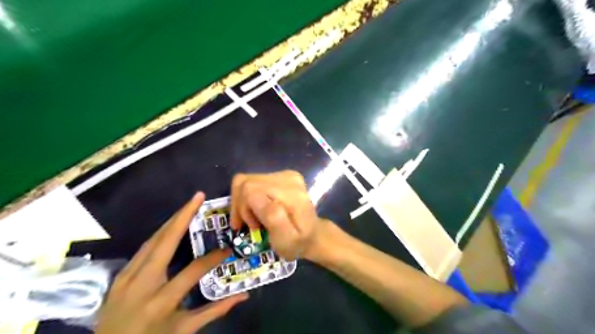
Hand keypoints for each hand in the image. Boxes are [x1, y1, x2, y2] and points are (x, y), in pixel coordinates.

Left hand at [97, 191, 246, 333]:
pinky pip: (144, 248)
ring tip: (188, 205)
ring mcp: (127, 277)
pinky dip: (160, 233)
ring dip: (172, 220)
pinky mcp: (120, 275)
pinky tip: (170, 225)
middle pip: (165, 242)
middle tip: (198, 197)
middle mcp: (142, 283)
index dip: (214, 258)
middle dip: (183, 216)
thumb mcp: (184, 330)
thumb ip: (215, 311)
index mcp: (161, 301)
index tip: (228, 249)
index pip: (193, 271)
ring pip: (152, 240)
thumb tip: (243, 295)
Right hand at [228, 171, 329, 261]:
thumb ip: (273, 217)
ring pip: (247, 181)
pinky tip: (257, 211)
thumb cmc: (297, 242)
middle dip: (241, 206)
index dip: (243, 208)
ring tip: (253, 220)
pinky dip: (249, 198)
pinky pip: (253, 182)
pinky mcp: (281, 176)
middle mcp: (287, 178)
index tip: (252, 227)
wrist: (313, 235)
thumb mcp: (286, 239)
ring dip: (244, 202)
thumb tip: (256, 198)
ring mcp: (285, 175)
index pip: (249, 188)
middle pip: (246, 182)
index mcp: (290, 192)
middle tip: (249, 225)